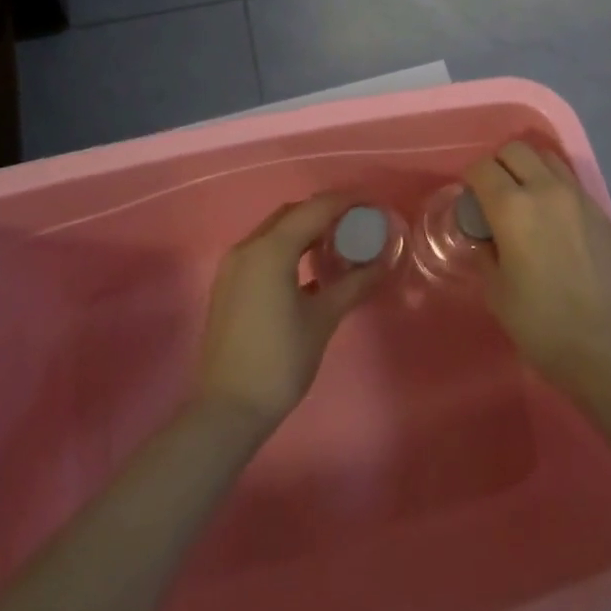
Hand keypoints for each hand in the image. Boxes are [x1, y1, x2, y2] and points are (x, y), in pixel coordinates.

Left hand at [193, 195, 380, 431]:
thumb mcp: (324, 318)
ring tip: (339, 243)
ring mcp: (234, 266)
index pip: (316, 208)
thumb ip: (354, 283)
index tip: (373, 205)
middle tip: (358, 224)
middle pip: (293, 214)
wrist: (228, 409)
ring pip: (276, 231)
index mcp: (271, 249)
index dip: (347, 201)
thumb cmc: (280, 360)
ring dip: (306, 229)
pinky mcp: (229, 284)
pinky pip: (264, 250)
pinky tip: (311, 268)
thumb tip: (382, 263)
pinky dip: (289, 248)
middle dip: (326, 212)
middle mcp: (248, 247)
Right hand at [464, 140, 610, 384]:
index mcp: (512, 207)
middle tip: (494, 194)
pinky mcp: (601, 210)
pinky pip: (571, 182)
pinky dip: (554, 187)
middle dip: (499, 164)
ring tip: (526, 199)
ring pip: (548, 158)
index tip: (470, 199)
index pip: (483, 168)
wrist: (608, 344)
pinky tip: (554, 220)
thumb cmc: (542, 323)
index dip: (471, 179)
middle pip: (516, 150)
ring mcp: (579, 196)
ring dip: (530, 168)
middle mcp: (546, 189)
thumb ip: (486, 253)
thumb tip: (486, 237)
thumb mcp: (497, 292)